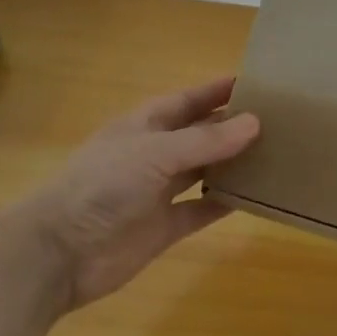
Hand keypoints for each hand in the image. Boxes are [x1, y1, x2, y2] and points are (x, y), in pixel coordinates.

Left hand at [0, 76, 259, 310]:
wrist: (59, 252)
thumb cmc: (102, 186)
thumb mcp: (156, 153)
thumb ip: (206, 140)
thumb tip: (255, 122)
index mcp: (144, 125)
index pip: (187, 100)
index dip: (216, 91)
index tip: (255, 83)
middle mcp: (153, 154)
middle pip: (199, 135)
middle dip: (231, 127)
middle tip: (277, 121)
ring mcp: (158, 192)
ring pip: (203, 172)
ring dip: (232, 164)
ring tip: (275, 155)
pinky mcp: (163, 227)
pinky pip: (201, 210)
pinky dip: (224, 204)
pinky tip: (255, 198)